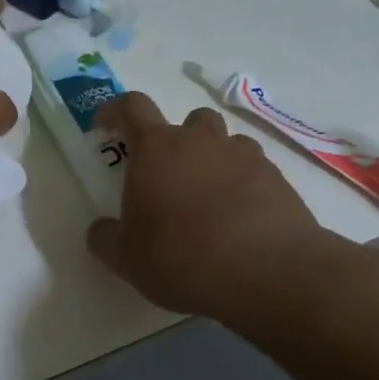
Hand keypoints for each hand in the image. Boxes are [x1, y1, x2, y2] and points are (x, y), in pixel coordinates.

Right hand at [87, 93, 343, 324]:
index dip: (116, 110)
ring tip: (210, 198)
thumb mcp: (126, 258)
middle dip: (178, 139)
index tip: (107, 125)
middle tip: (170, 174)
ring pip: (227, 143)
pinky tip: (241, 218)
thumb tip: (101, 229)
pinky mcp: (277, 179)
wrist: (266, 272)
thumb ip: (105, 238)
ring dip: (215, 160)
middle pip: (189, 119)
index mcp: (157, 148)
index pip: (132, 107)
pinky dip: (244, 185)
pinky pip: (254, 170)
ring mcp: (244, 156)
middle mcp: (201, 141)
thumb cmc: (181, 257)